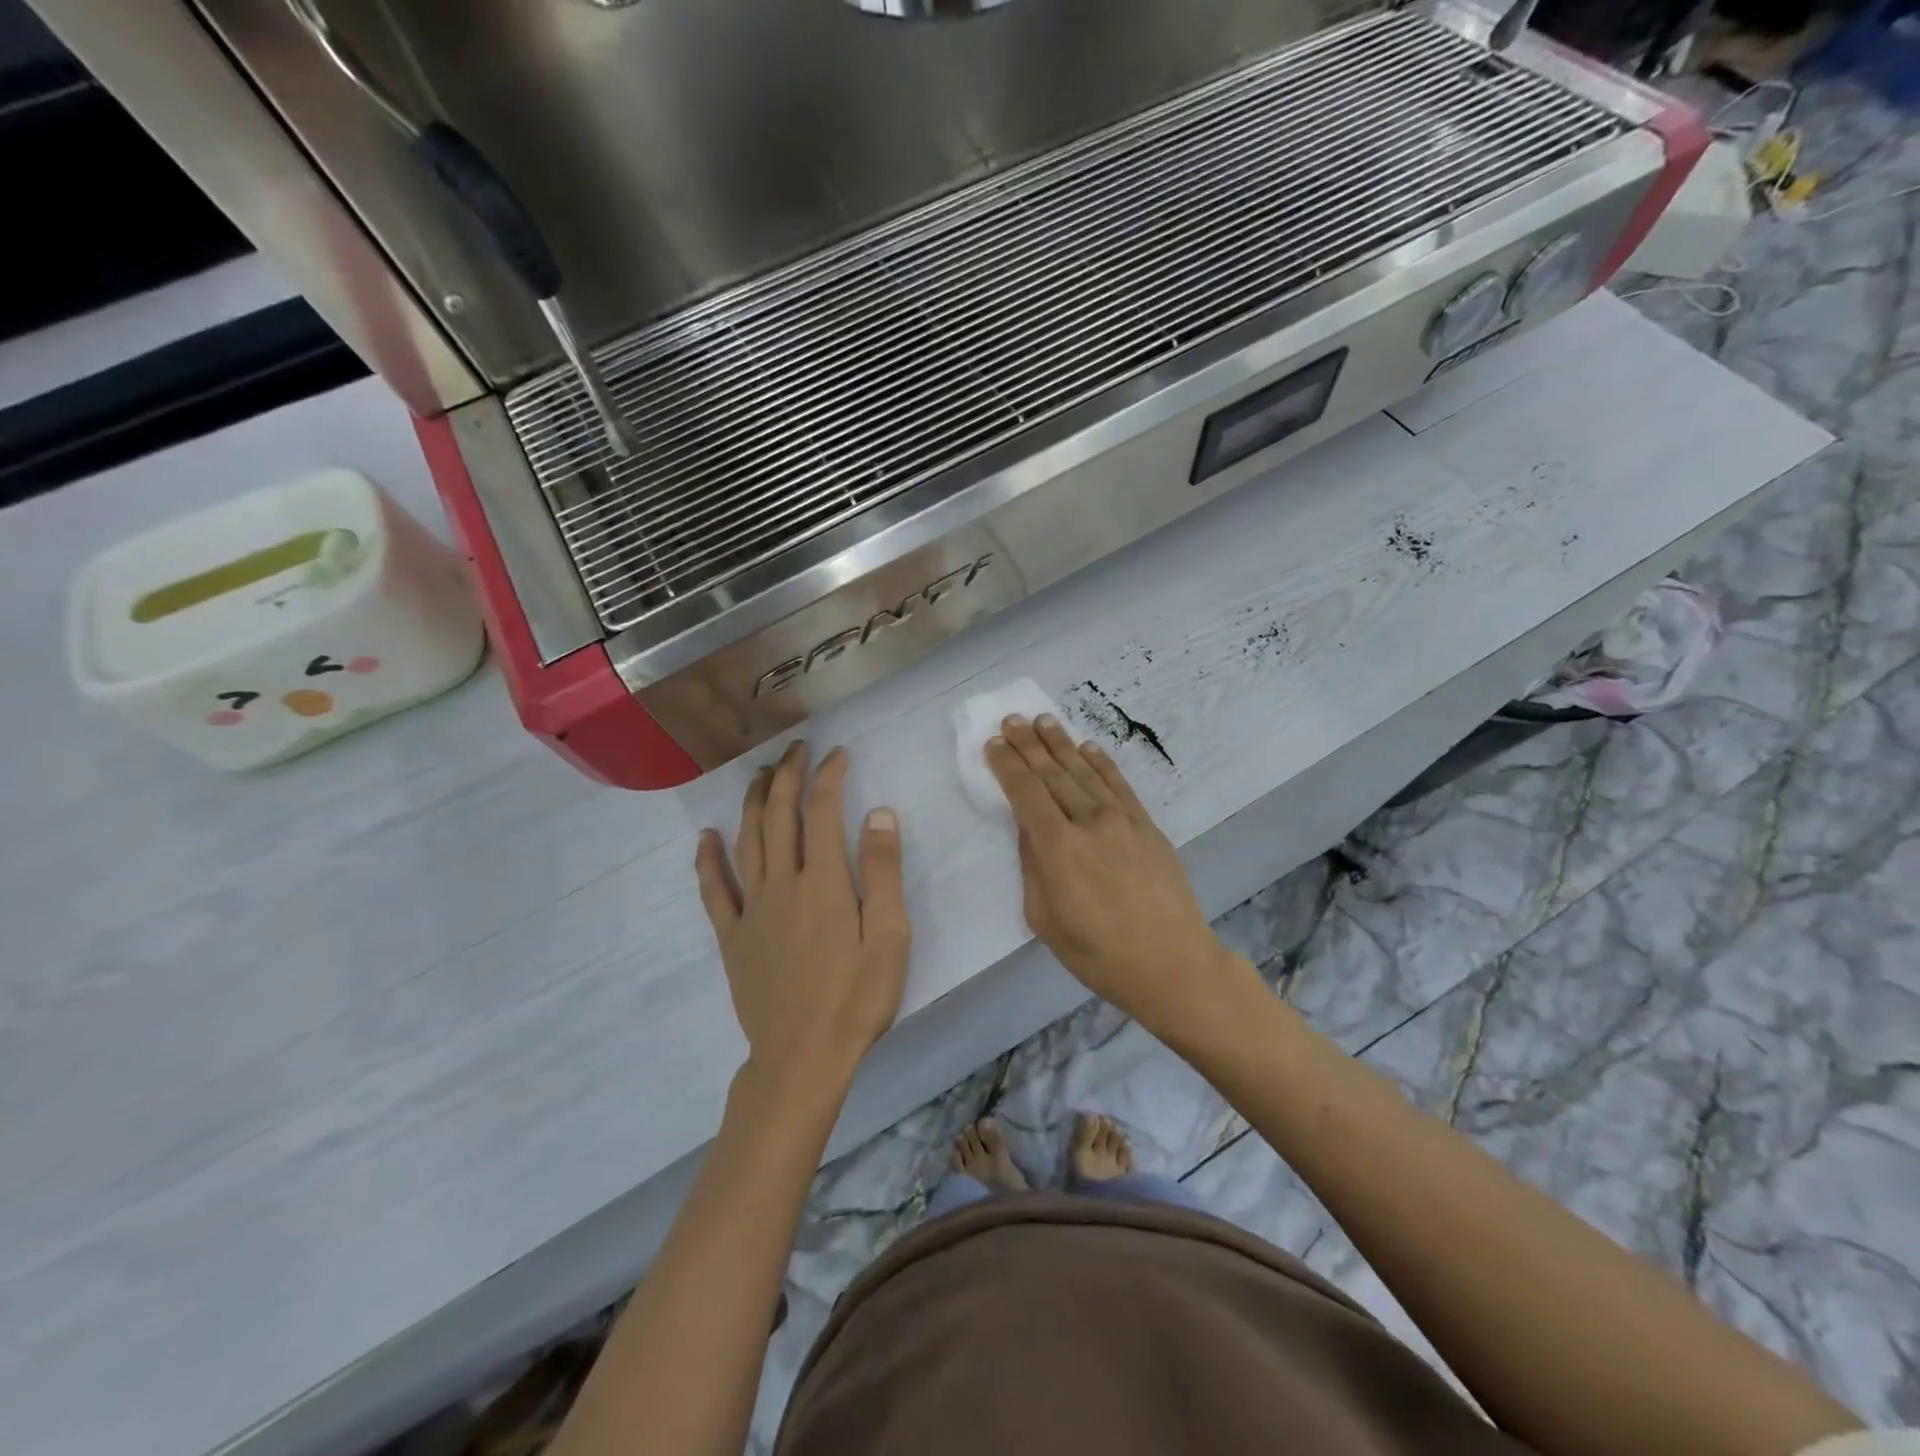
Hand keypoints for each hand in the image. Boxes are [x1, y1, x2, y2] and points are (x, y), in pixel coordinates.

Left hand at [695, 743, 909, 1094]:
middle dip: (787, 776)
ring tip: (760, 776)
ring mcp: (752, 910)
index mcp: (824, 883)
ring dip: (753, 803)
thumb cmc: (856, 998)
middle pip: (779, 816)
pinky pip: (714, 890)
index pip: (823, 812)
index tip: (836, 754)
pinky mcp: (733, 937)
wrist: (802, 1058)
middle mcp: (782, 884)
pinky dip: (708, 859)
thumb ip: (882, 872)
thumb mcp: (890, 936)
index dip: (828, 776)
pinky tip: (707, 837)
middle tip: (795, 749)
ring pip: (747, 841)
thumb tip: (879, 813)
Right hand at [986, 715, 1242, 1039]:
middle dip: (1029, 745)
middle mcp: (1089, 821)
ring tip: (1043, 720)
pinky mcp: (1147, 825)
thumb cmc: (1098, 953)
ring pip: (1084, 771)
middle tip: (1012, 719)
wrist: (1172, 963)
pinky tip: (1088, 747)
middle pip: (1053, 773)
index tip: (993, 743)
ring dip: (1061, 743)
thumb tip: (1030, 831)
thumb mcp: (1045, 919)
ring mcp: (1122, 819)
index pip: (1025, 792)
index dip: (1007, 765)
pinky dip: (1101, 762)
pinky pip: (1119, 784)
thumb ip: (1032, 867)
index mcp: (1057, 846)